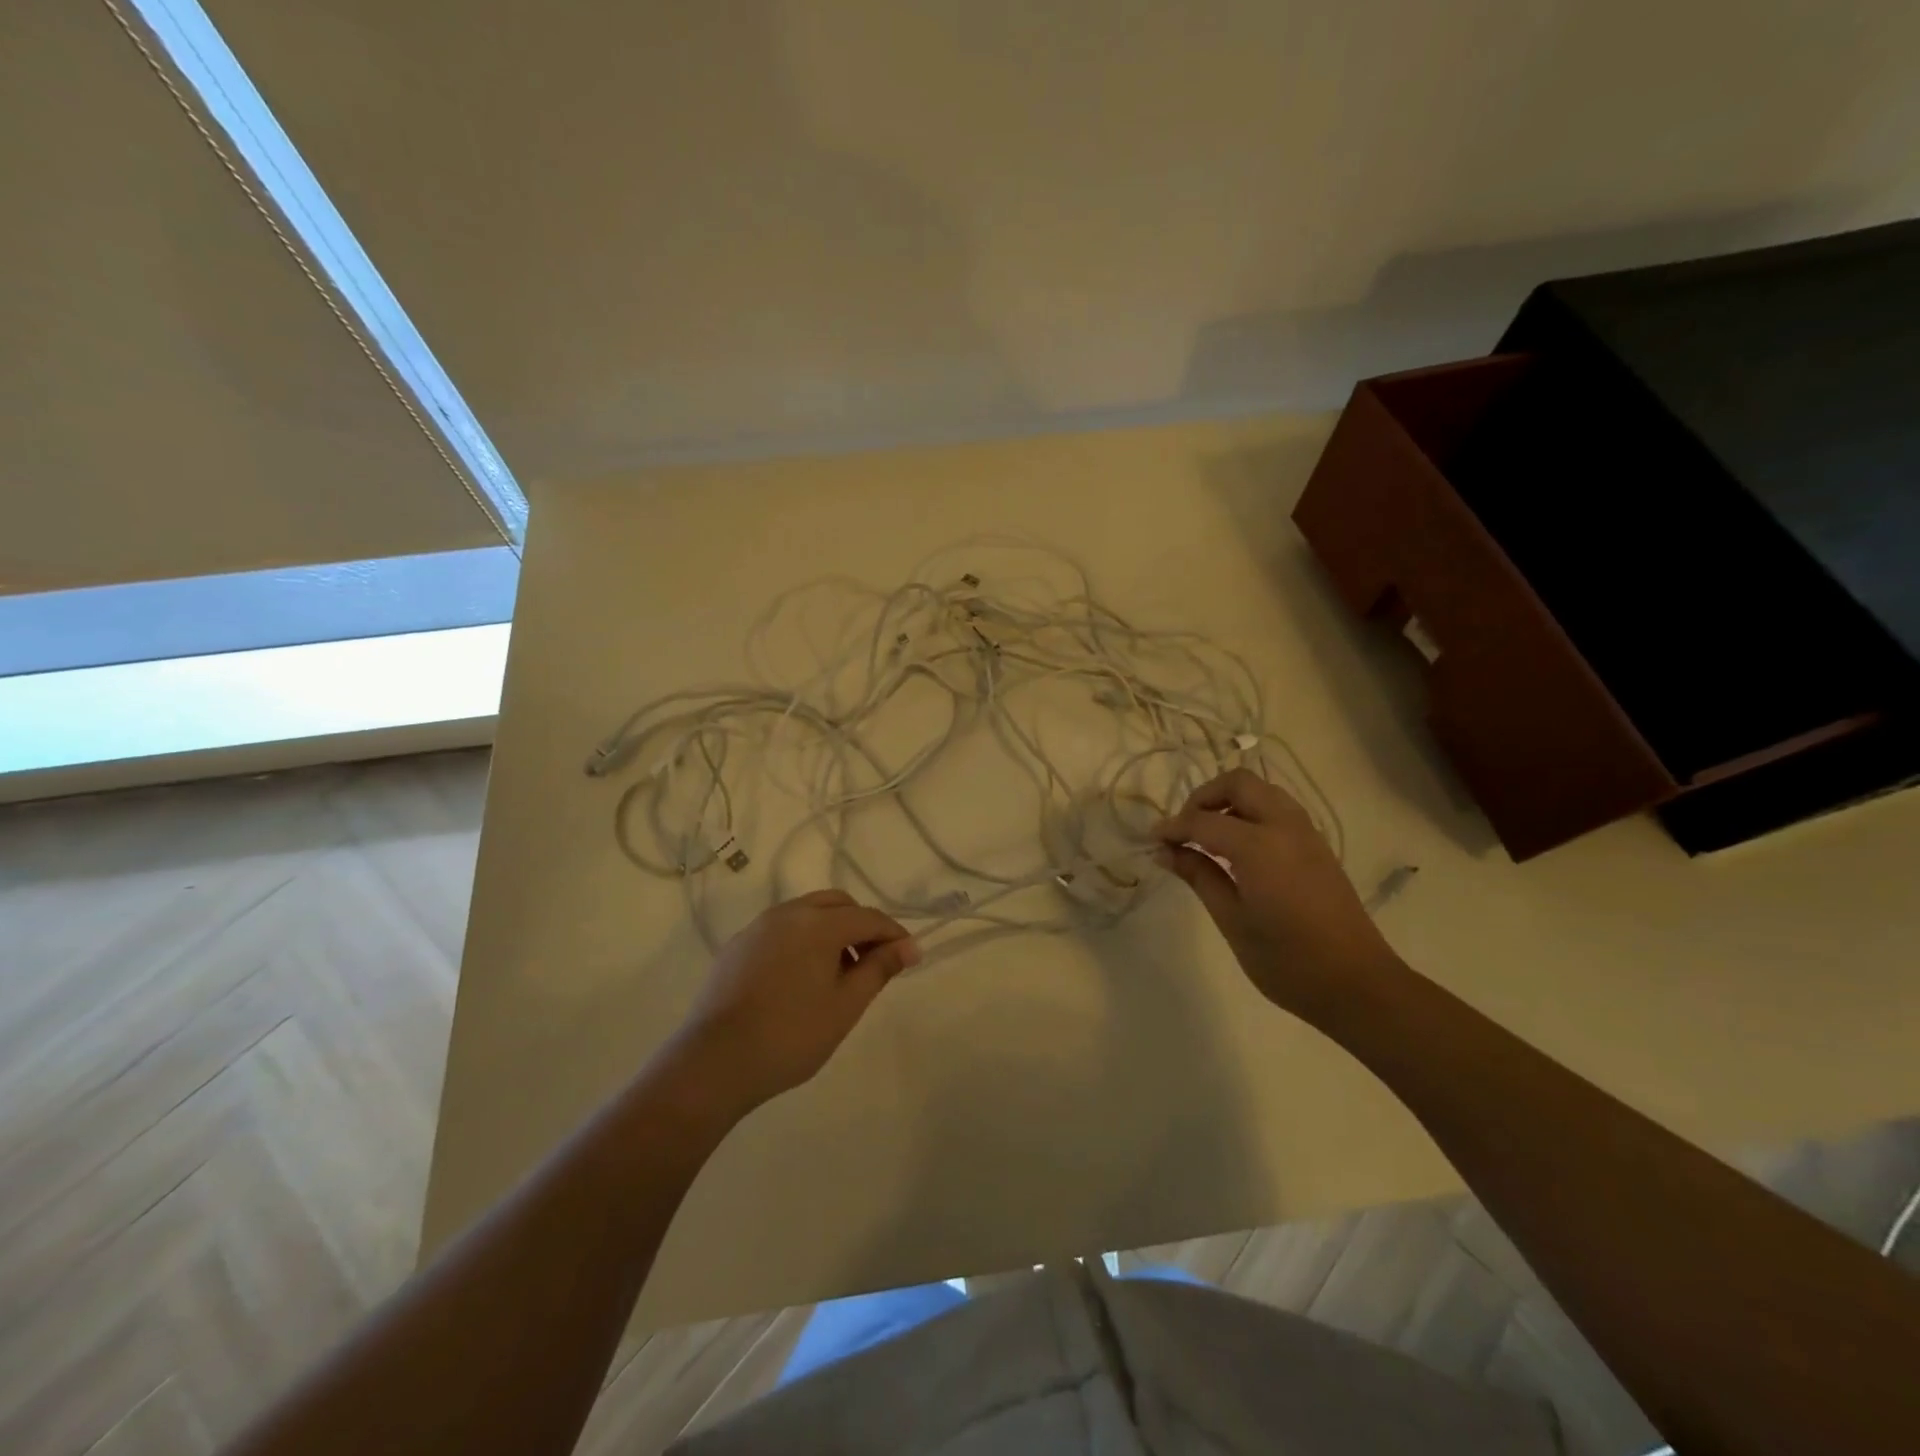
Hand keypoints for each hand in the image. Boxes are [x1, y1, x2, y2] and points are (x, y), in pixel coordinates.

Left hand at [669, 890, 919, 1116]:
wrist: (714, 1062)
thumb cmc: (791, 1035)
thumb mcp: (845, 1006)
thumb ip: (879, 969)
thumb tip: (909, 947)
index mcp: (818, 924)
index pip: (868, 918)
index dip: (893, 935)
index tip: (909, 957)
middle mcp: (788, 913)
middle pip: (837, 904)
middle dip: (861, 925)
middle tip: (873, 962)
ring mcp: (758, 927)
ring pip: (806, 912)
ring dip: (831, 930)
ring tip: (838, 973)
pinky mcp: (737, 946)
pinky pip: (780, 929)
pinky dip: (802, 940)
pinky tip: (799, 978)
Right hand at [1154, 769, 1402, 1020]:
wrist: (1358, 985)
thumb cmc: (1287, 961)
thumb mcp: (1232, 920)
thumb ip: (1199, 877)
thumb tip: (1165, 851)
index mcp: (1260, 846)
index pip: (1203, 821)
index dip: (1173, 827)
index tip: (1153, 840)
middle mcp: (1285, 827)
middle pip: (1238, 783)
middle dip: (1204, 798)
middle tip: (1184, 830)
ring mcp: (1306, 834)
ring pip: (1262, 791)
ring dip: (1230, 802)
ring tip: (1208, 837)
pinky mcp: (1317, 846)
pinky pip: (1278, 809)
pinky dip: (1251, 813)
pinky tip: (1238, 849)